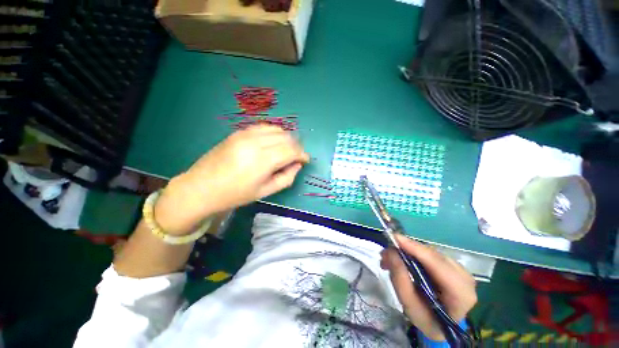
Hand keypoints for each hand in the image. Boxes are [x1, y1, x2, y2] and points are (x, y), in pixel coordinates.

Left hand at [155, 125, 308, 234]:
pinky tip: (273, 142)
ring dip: (286, 138)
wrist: (201, 187)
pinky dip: (274, 133)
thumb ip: (286, 177)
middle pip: (286, 137)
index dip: (302, 154)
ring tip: (287, 149)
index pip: (291, 150)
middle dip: (296, 146)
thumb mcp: (265, 191)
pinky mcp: (238, 132)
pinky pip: (263, 127)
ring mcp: (245, 134)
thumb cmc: (235, 194)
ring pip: (276, 129)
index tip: (305, 160)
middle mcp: (255, 142)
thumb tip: (297, 165)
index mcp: (262, 160)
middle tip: (297, 157)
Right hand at [380, 234, 476, 340]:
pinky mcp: (451, 263)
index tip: (394, 238)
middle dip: (406, 249)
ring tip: (389, 259)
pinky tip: (401, 259)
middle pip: (432, 255)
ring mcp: (459, 268)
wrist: (441, 323)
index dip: (415, 248)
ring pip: (428, 251)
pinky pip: (428, 252)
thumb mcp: (410, 306)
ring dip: (407, 251)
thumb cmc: (426, 319)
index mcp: (460, 294)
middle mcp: (464, 277)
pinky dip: (412, 253)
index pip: (438, 264)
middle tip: (384, 254)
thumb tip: (390, 253)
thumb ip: (400, 280)